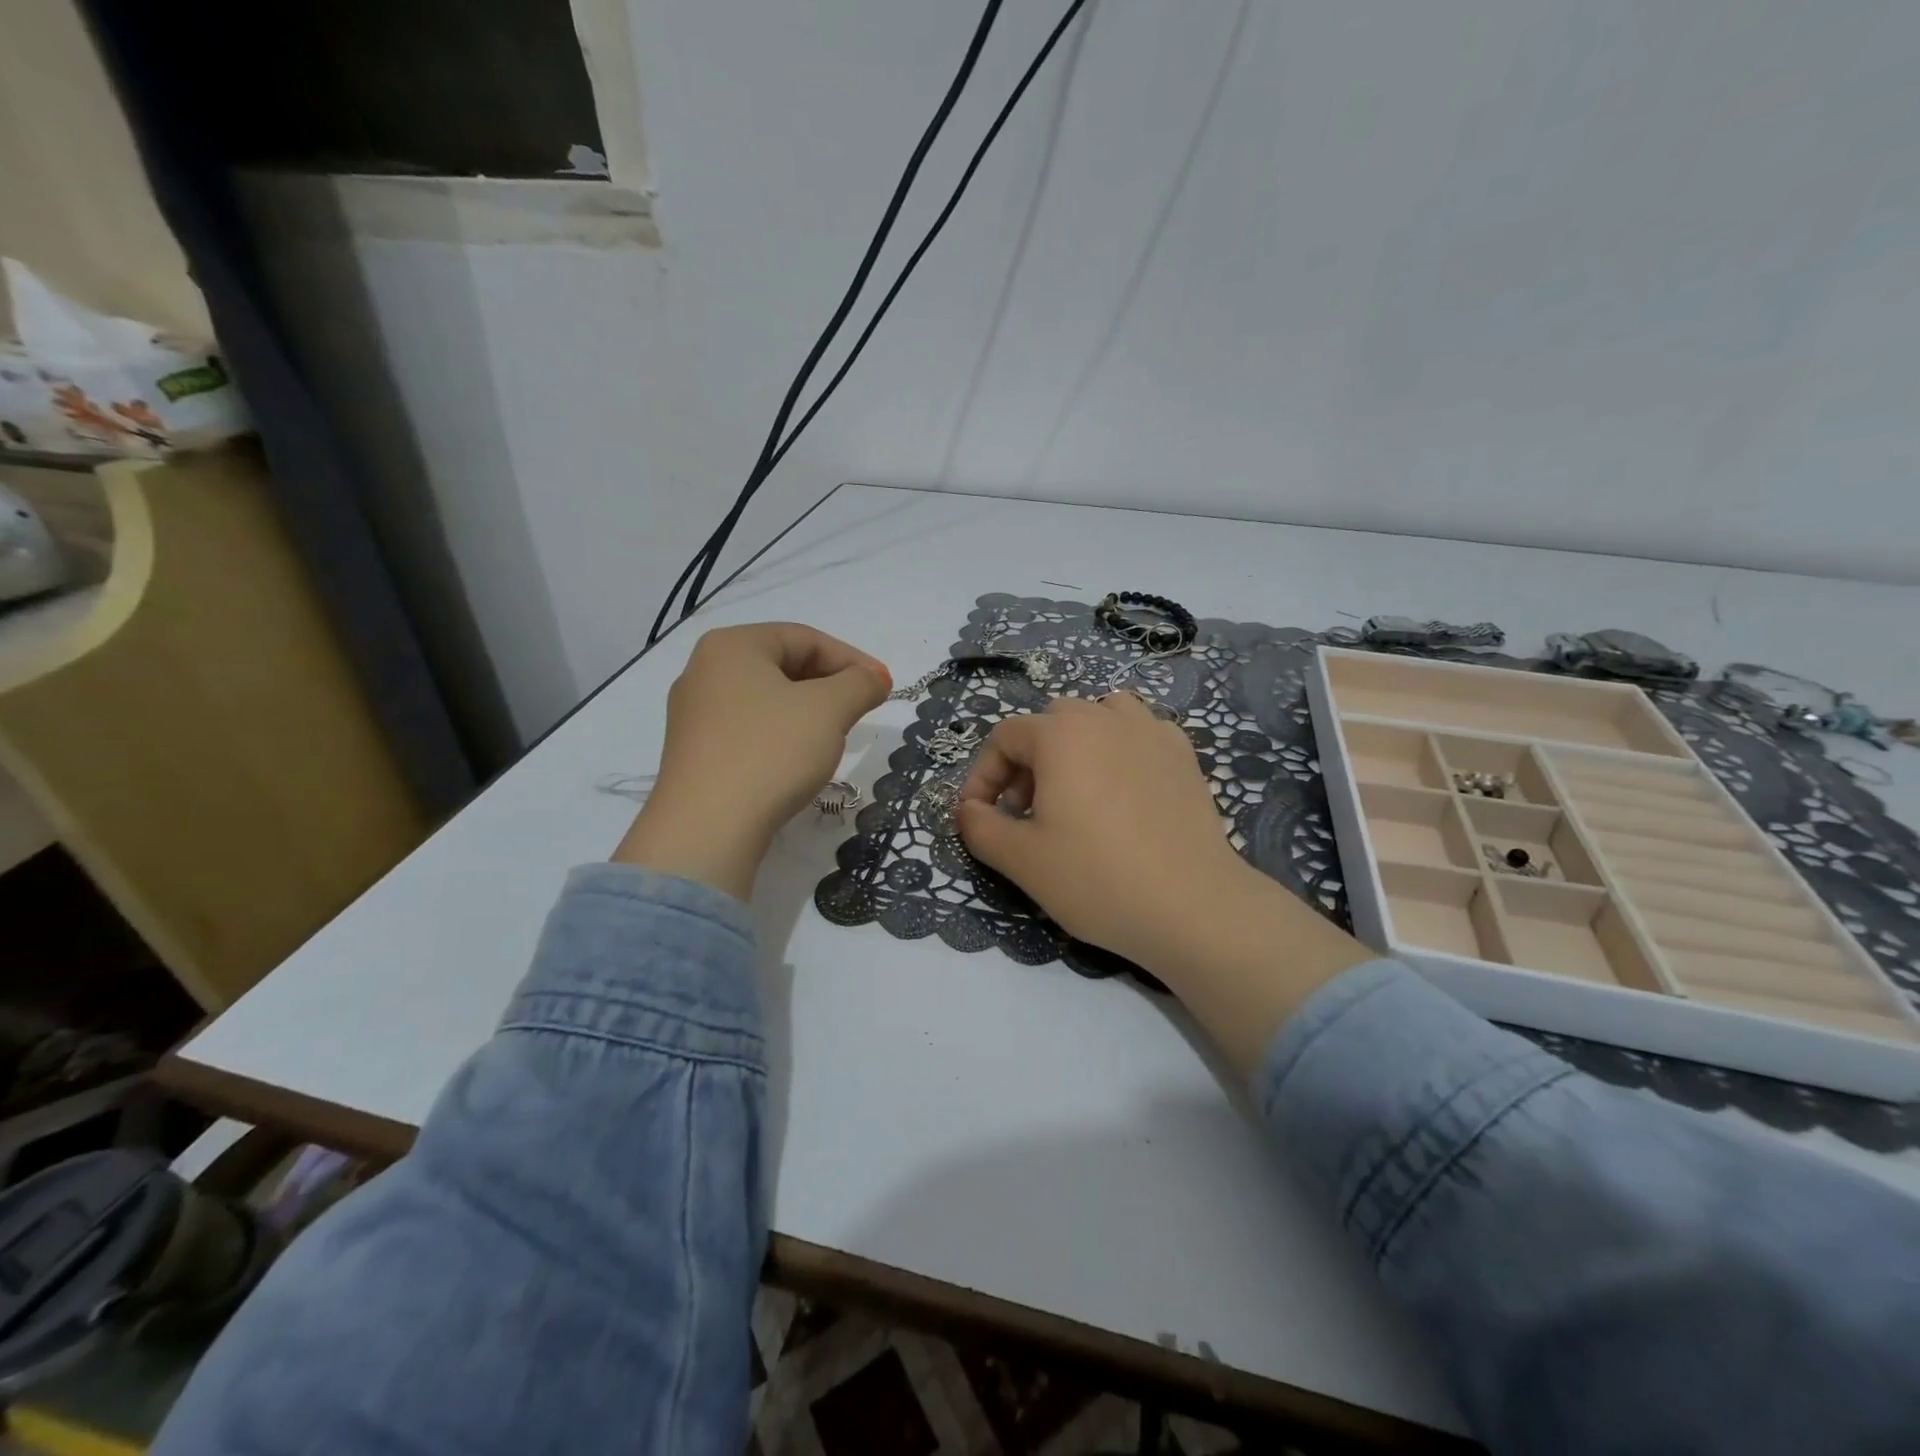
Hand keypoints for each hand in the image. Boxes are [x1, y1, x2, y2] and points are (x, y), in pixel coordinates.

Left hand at [613, 623, 889, 899]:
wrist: (708, 828)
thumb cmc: (771, 752)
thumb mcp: (829, 709)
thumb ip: (860, 684)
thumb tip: (874, 678)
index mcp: (732, 645)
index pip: (805, 638)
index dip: (852, 659)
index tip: (883, 686)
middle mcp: (704, 670)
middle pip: (783, 665)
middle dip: (829, 685)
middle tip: (861, 711)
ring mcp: (693, 714)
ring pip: (767, 700)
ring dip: (808, 712)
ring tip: (834, 737)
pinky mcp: (694, 753)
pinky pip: (749, 729)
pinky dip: (781, 736)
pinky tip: (797, 761)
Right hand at [956, 693, 1368, 1071]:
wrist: (1193, 906)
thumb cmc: (1097, 879)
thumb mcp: (1022, 860)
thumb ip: (980, 827)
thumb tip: (968, 809)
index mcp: (1061, 734)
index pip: (1004, 737)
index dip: (983, 775)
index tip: (981, 816)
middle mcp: (1105, 717)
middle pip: (1050, 722)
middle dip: (1027, 762)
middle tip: (1026, 812)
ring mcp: (1151, 732)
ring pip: (1098, 717)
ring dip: (1074, 745)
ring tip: (1075, 791)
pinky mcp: (1184, 755)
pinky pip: (1139, 733)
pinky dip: (1119, 749)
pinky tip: (1123, 791)